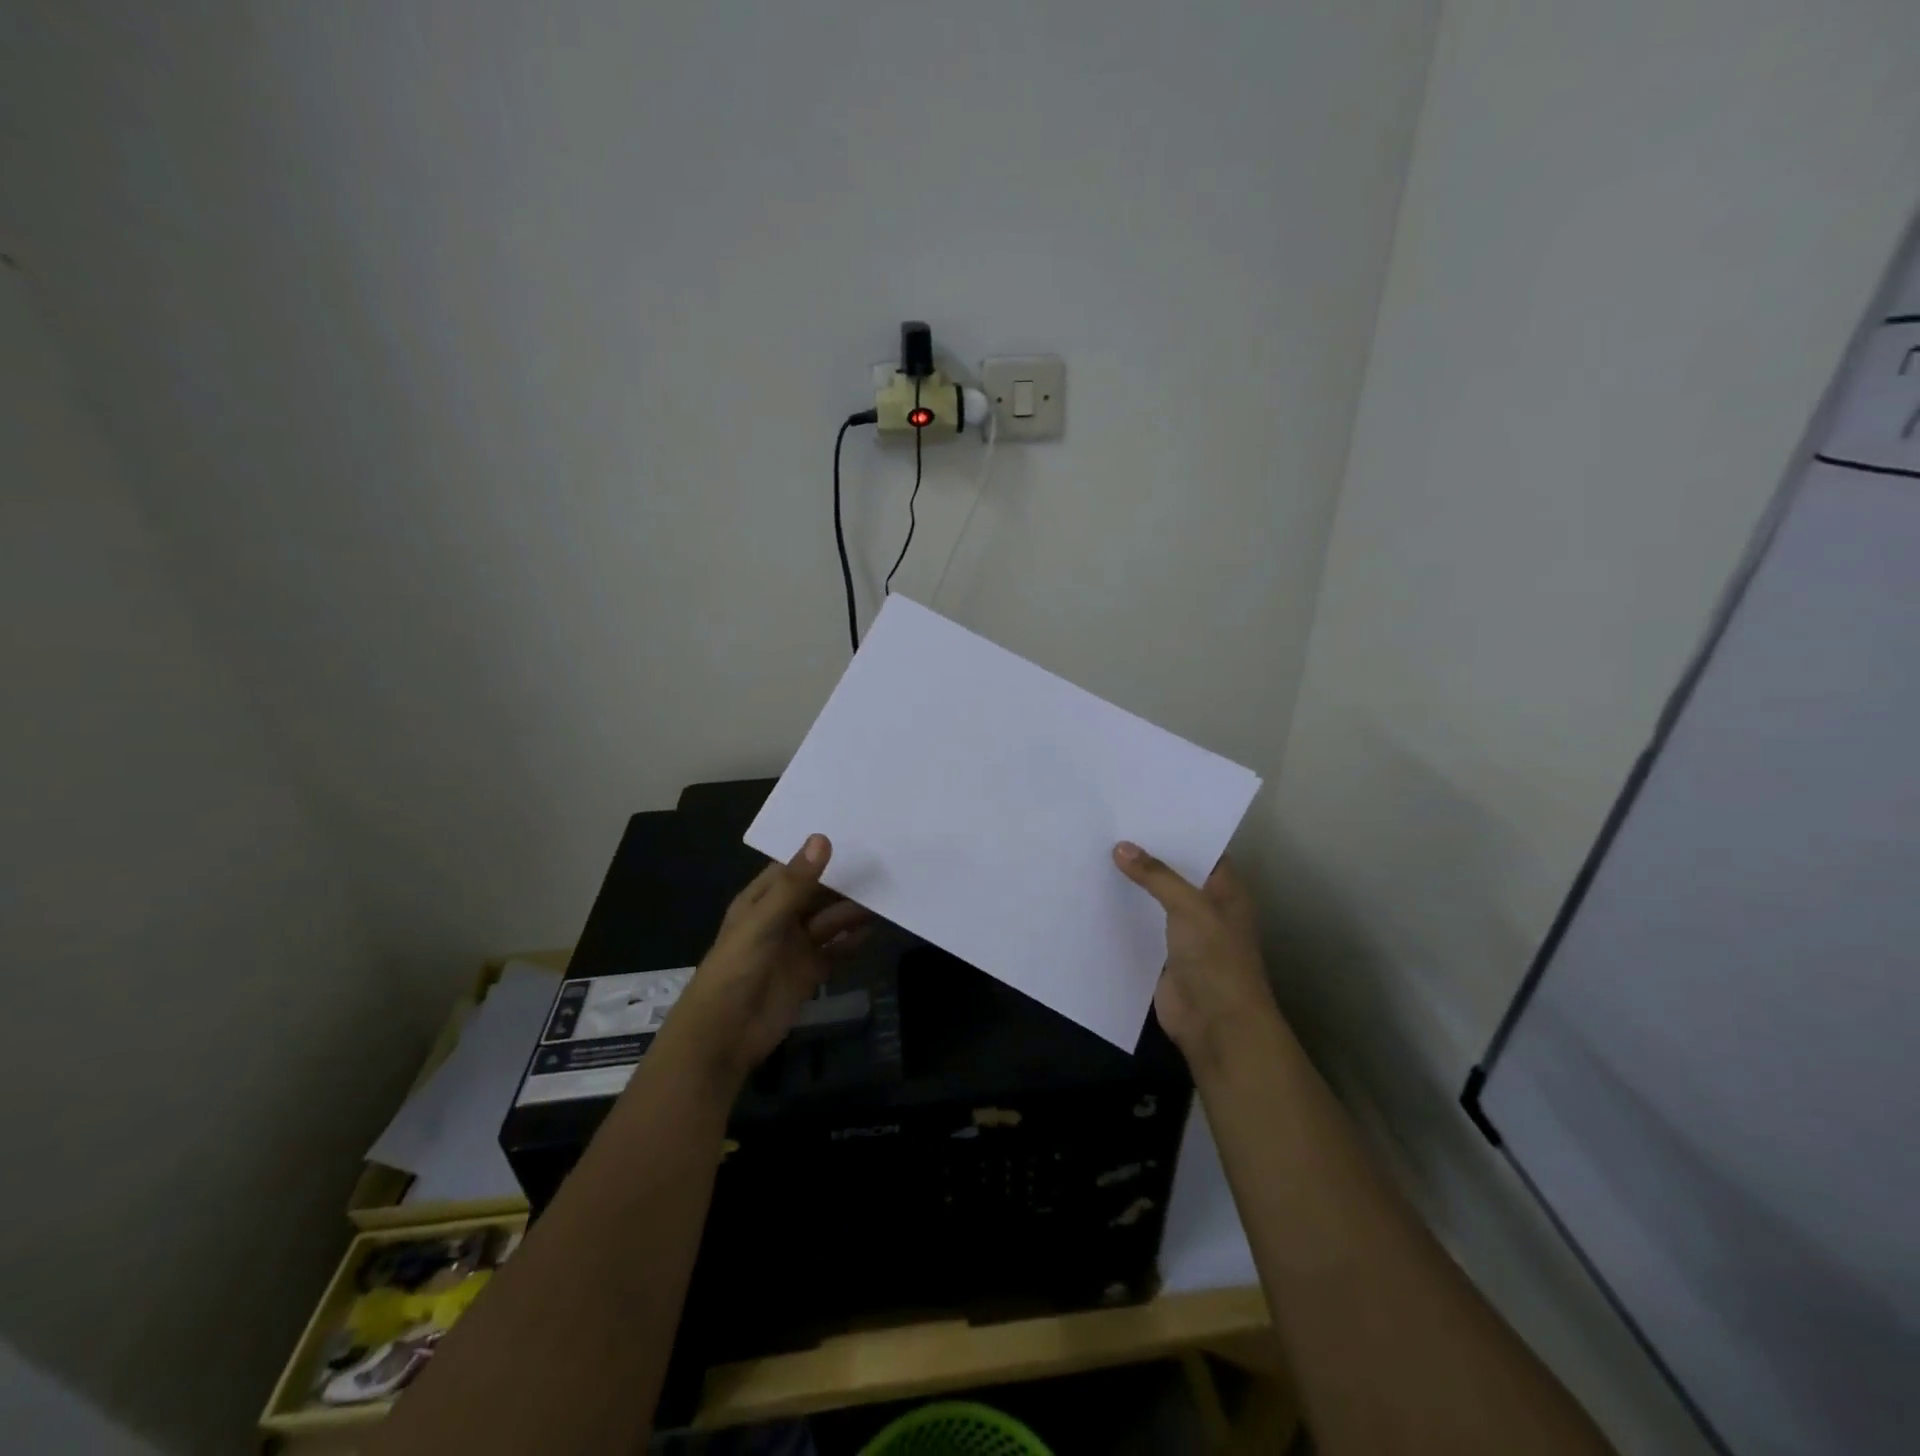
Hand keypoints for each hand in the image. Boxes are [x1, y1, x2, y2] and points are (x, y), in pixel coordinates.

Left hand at [664, 834, 871, 1088]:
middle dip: (844, 882)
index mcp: (762, 900)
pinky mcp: (809, 973)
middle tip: (883, 863)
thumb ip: (795, 884)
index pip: (794, 868)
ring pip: (830, 921)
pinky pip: (836, 951)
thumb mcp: (764, 921)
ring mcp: (796, 947)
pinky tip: (875, 929)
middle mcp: (780, 919)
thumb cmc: (737, 968)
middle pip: (818, 894)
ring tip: (886, 894)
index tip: (856, 834)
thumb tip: (822, 839)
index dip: (820, 853)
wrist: (725, 1035)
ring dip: (853, 911)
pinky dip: (853, 941)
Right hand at [1113, 842, 1277, 1068]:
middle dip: (1148, 854)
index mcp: (1226, 891)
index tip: (1143, 808)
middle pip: (1175, 873)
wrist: (1216, 1024)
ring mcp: (1185, 933)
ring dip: (1133, 883)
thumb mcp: (1189, 907)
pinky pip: (1141, 925)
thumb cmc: (1216, 958)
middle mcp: (1207, 907)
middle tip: (1110, 825)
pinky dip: (1123, 912)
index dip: (1177, 830)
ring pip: (1155, 899)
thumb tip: (1120, 847)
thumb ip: (1156, 875)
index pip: (1203, 850)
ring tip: (1096, 851)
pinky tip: (1096, 893)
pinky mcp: (1163, 954)